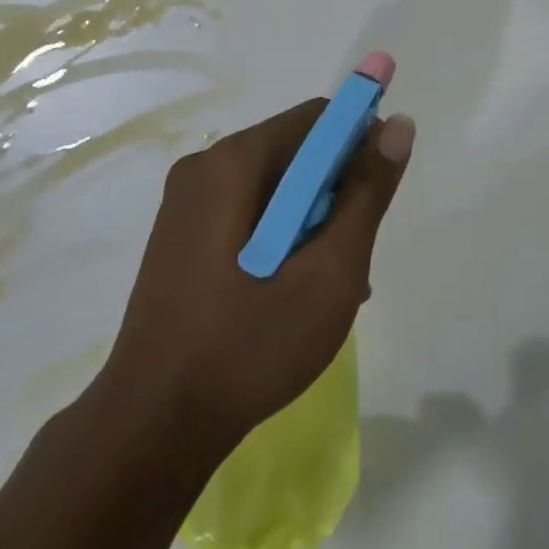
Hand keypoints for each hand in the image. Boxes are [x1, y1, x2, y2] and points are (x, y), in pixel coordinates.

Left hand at [104, 100, 414, 457]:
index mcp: (232, 162)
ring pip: (275, 189)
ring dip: (312, 223)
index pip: (316, 119)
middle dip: (335, 194)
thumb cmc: (247, 346)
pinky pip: (248, 215)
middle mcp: (204, 168)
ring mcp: (186, 205)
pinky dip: (281, 238)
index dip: (358, 144)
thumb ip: (367, 194)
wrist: (150, 430)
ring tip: (328, 288)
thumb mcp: (328, 272)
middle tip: (352, 259)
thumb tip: (398, 125)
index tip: (377, 195)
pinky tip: (293, 294)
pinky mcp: (181, 238)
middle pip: (294, 153)